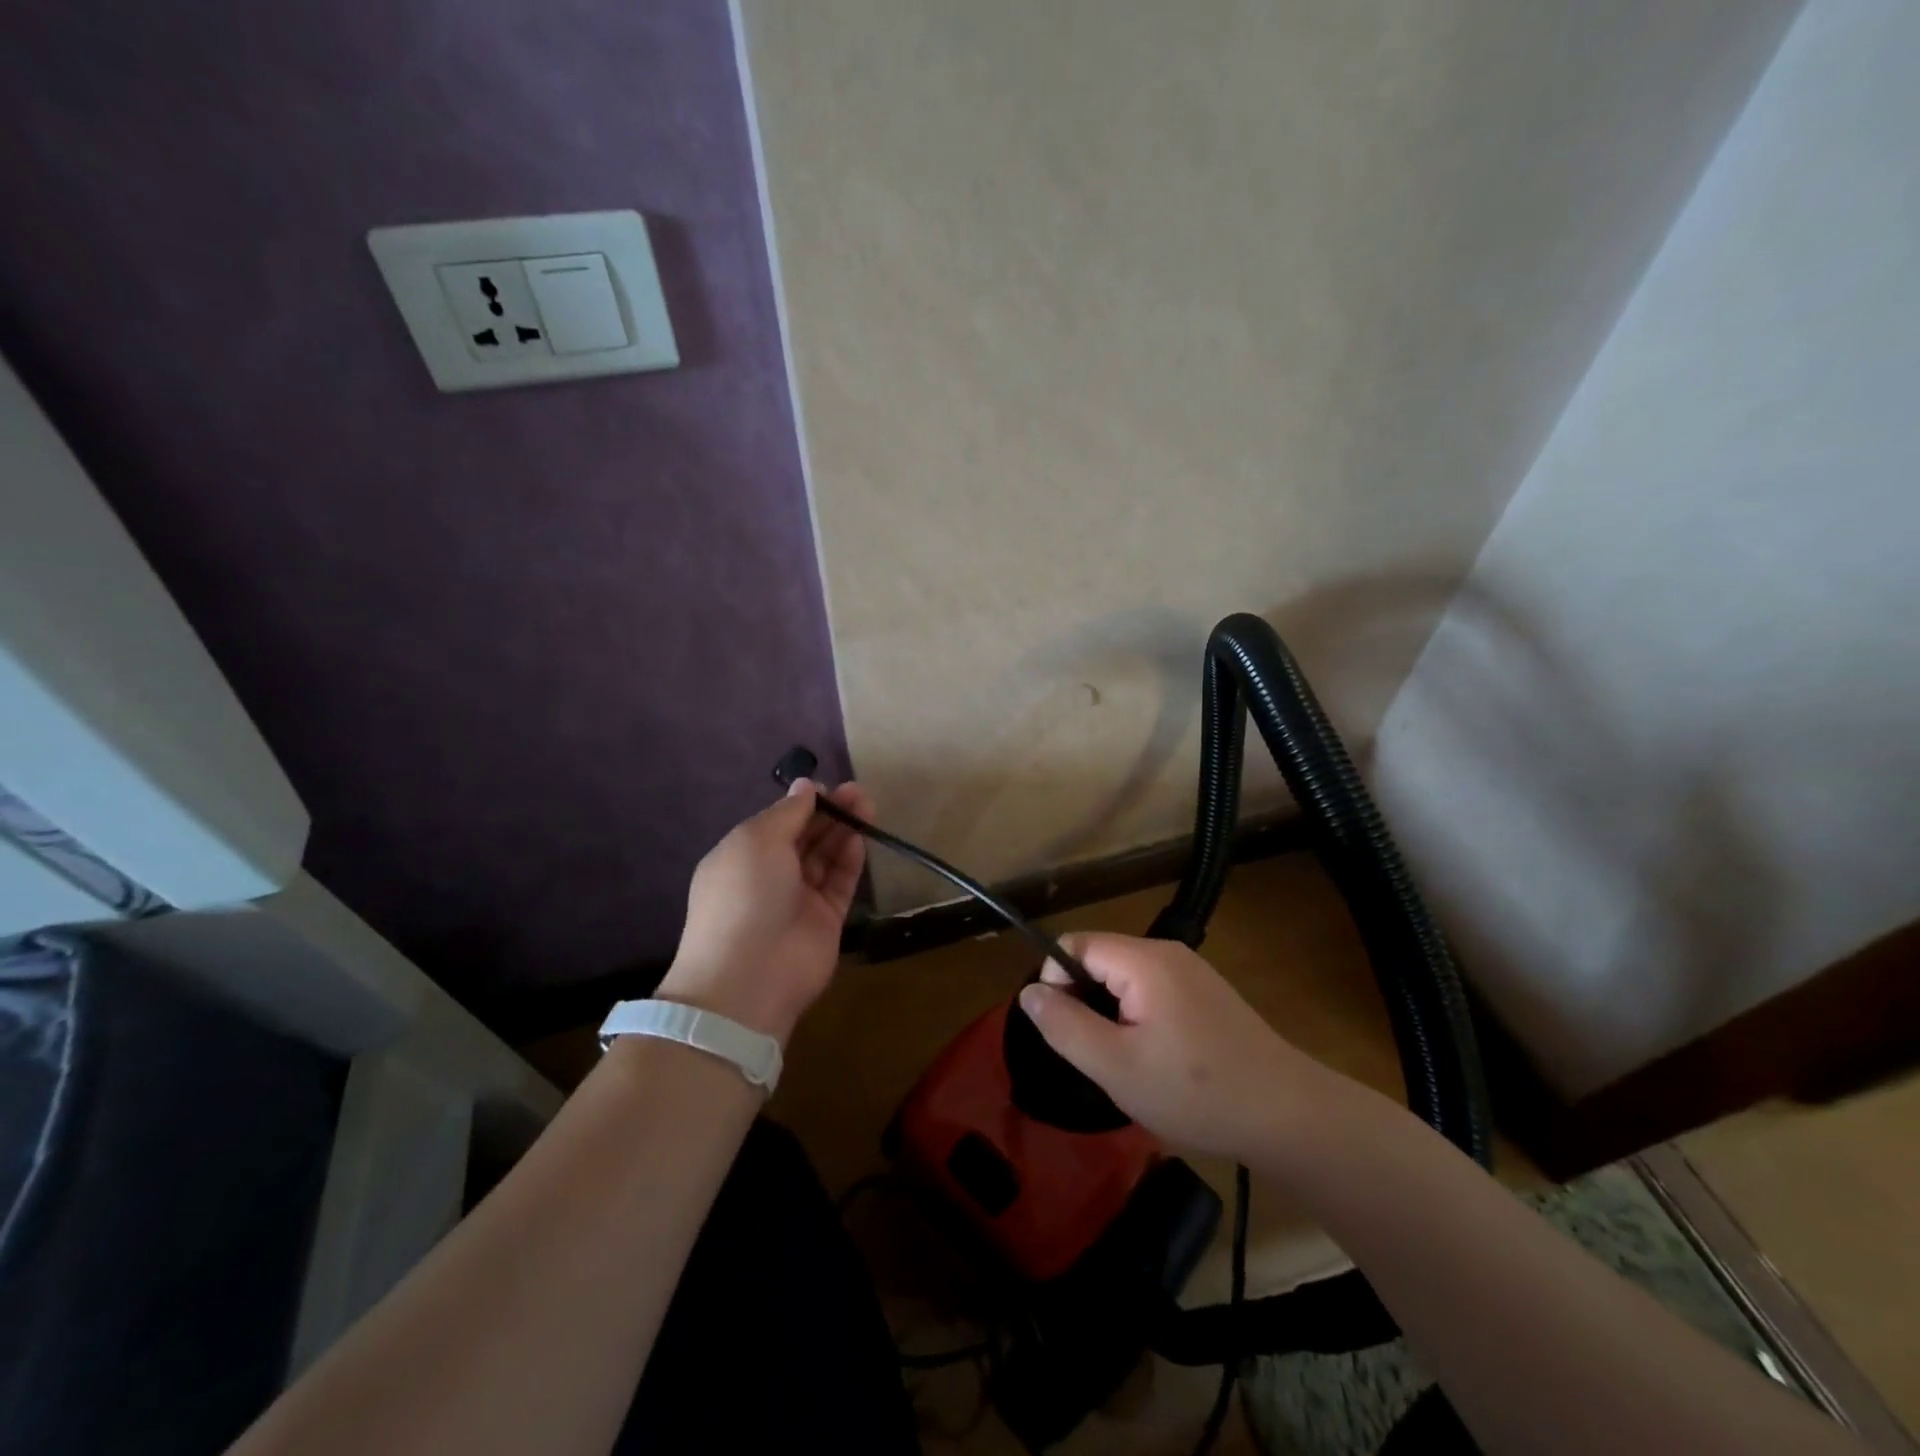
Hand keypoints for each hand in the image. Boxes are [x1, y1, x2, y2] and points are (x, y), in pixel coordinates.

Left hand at [656, 779, 871, 1042]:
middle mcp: (770, 875)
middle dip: (830, 812)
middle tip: (858, 792)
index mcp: (743, 856)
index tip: (828, 787)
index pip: (778, 822)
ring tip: (867, 805)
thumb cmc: (744, 895)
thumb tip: (805, 786)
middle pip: (806, 837)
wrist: (750, 976)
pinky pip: (839, 883)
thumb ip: (787, 812)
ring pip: (826, 857)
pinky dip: (849, 860)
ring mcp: (798, 899)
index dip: (803, 803)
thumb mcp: (757, 840)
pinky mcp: (826, 920)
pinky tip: (860, 838)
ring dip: (844, 830)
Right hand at [1017, 932, 1330, 1161]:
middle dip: (1084, 1002)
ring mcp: (1191, 972)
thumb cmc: (1196, 1092)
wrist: (1289, 1117)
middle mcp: (1167, 953)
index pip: (1074, 945)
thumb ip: (1064, 1026)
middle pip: (1100, 959)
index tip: (1065, 1033)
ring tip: (1124, 1063)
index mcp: (1144, 960)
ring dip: (1111, 1014)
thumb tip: (1028, 992)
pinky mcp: (1206, 994)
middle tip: (1095, 1056)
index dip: (1055, 983)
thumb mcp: (1115, 1066)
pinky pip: (1152, 992)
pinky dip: (1138, 1019)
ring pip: (1125, 978)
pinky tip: (1156, 1061)